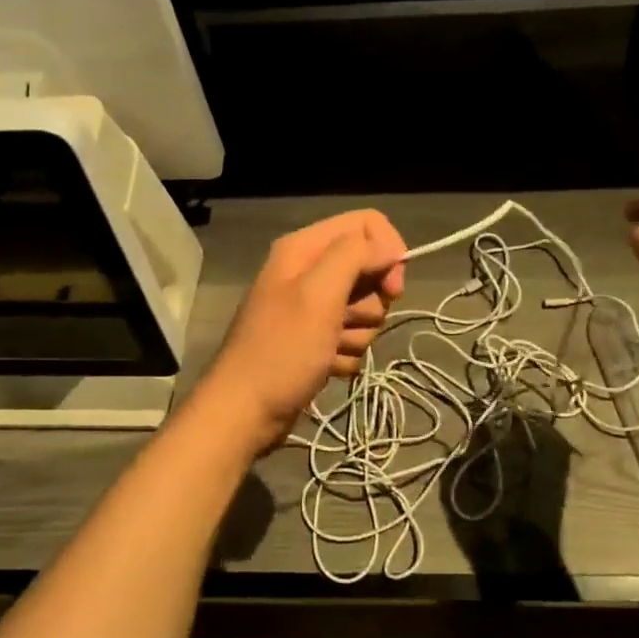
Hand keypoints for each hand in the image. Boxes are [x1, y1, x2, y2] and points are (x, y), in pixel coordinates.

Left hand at [201, 210, 407, 443]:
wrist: (245, 413)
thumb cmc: (282, 351)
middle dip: (371, 302)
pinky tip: (325, 367)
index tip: (393, 288)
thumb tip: (390, 247)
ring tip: (329, 350)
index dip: (388, 251)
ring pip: (366, 308)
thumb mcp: (318, 294)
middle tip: (346, 322)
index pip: (367, 224)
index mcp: (304, 248)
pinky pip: (353, 338)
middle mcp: (309, 271)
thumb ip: (354, 256)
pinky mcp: (317, 340)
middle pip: (370, 269)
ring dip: (357, 334)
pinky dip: (346, 354)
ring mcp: (313, 308)